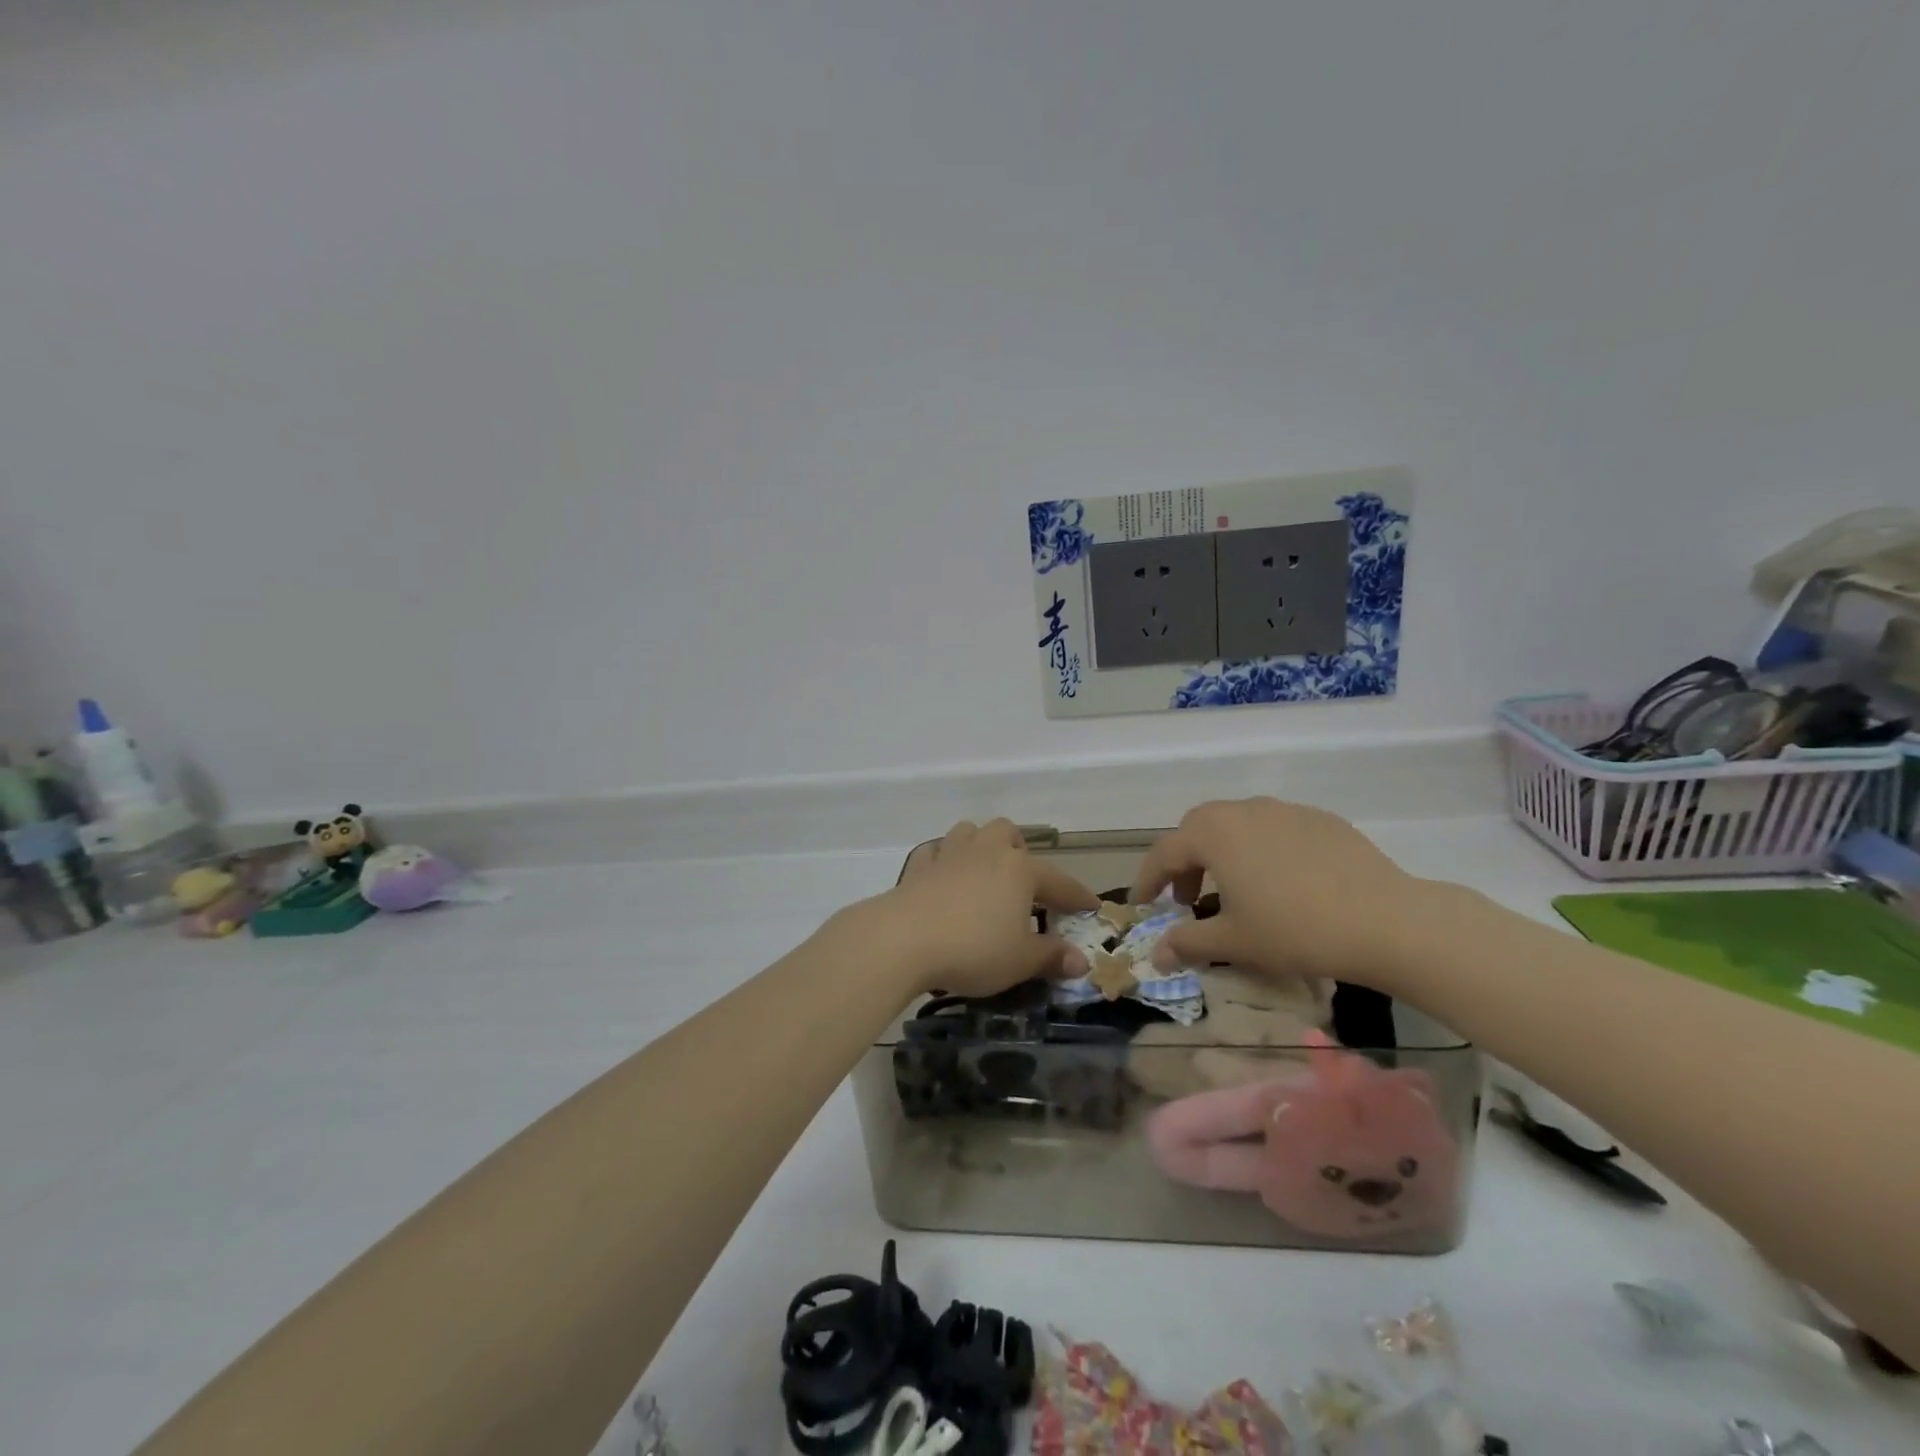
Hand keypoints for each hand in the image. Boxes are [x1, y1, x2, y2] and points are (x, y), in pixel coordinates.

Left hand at [859, 819, 1098, 996]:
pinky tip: (943, 878)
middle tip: (1023, 884)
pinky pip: (935, 852)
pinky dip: (943, 860)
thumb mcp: (1020, 961)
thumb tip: (1081, 961)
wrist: (903, 939)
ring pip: (969, 832)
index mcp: (1019, 870)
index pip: (1059, 881)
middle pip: (1008, 833)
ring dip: (980, 845)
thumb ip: (1051, 957)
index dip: (1077, 896)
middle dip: (1019, 852)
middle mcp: (987, 851)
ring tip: (983, 873)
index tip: (1091, 906)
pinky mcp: (918, 867)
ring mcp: (949, 854)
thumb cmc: (973, 949)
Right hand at [1130, 798, 1425, 988]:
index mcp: (1213, 833)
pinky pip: (1274, 829)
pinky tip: (1281, 883)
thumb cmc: (1295, 930)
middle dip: (1184, 862)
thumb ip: (1187, 943)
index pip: (1164, 852)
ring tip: (1234, 890)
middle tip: (1187, 899)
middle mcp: (1243, 810)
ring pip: (1237, 825)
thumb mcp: (1234, 942)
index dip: (1147, 880)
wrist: (1386, 921)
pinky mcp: (1321, 820)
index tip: (1141, 904)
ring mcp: (1285, 810)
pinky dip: (1261, 850)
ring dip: (1222, 853)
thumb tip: (1155, 956)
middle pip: (1198, 829)